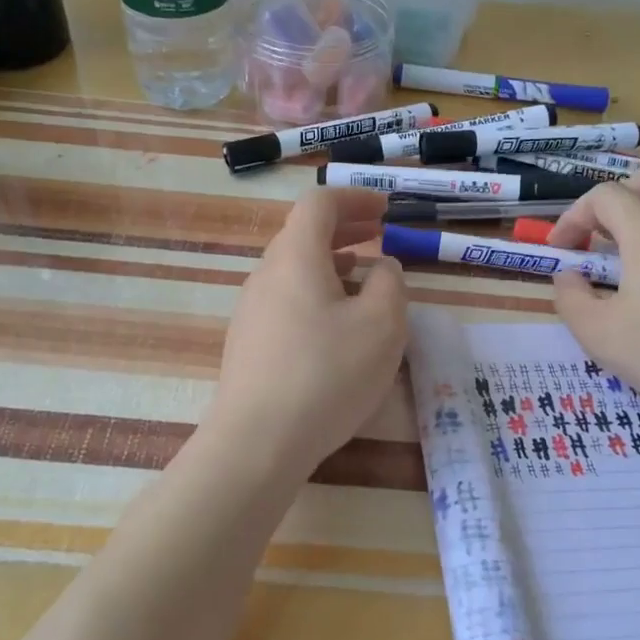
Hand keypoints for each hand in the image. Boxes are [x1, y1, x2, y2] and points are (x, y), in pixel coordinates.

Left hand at [207, 188, 407, 478]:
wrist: (257, 442)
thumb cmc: (326, 374)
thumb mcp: (382, 325)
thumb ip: (390, 284)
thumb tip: (382, 267)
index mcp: (296, 257)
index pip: (319, 203)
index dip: (355, 198)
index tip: (385, 209)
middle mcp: (266, 275)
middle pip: (303, 234)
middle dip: (345, 228)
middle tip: (380, 234)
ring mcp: (252, 310)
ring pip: (295, 269)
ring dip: (332, 263)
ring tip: (364, 277)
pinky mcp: (249, 343)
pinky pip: (286, 300)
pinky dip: (316, 293)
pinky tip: (336, 325)